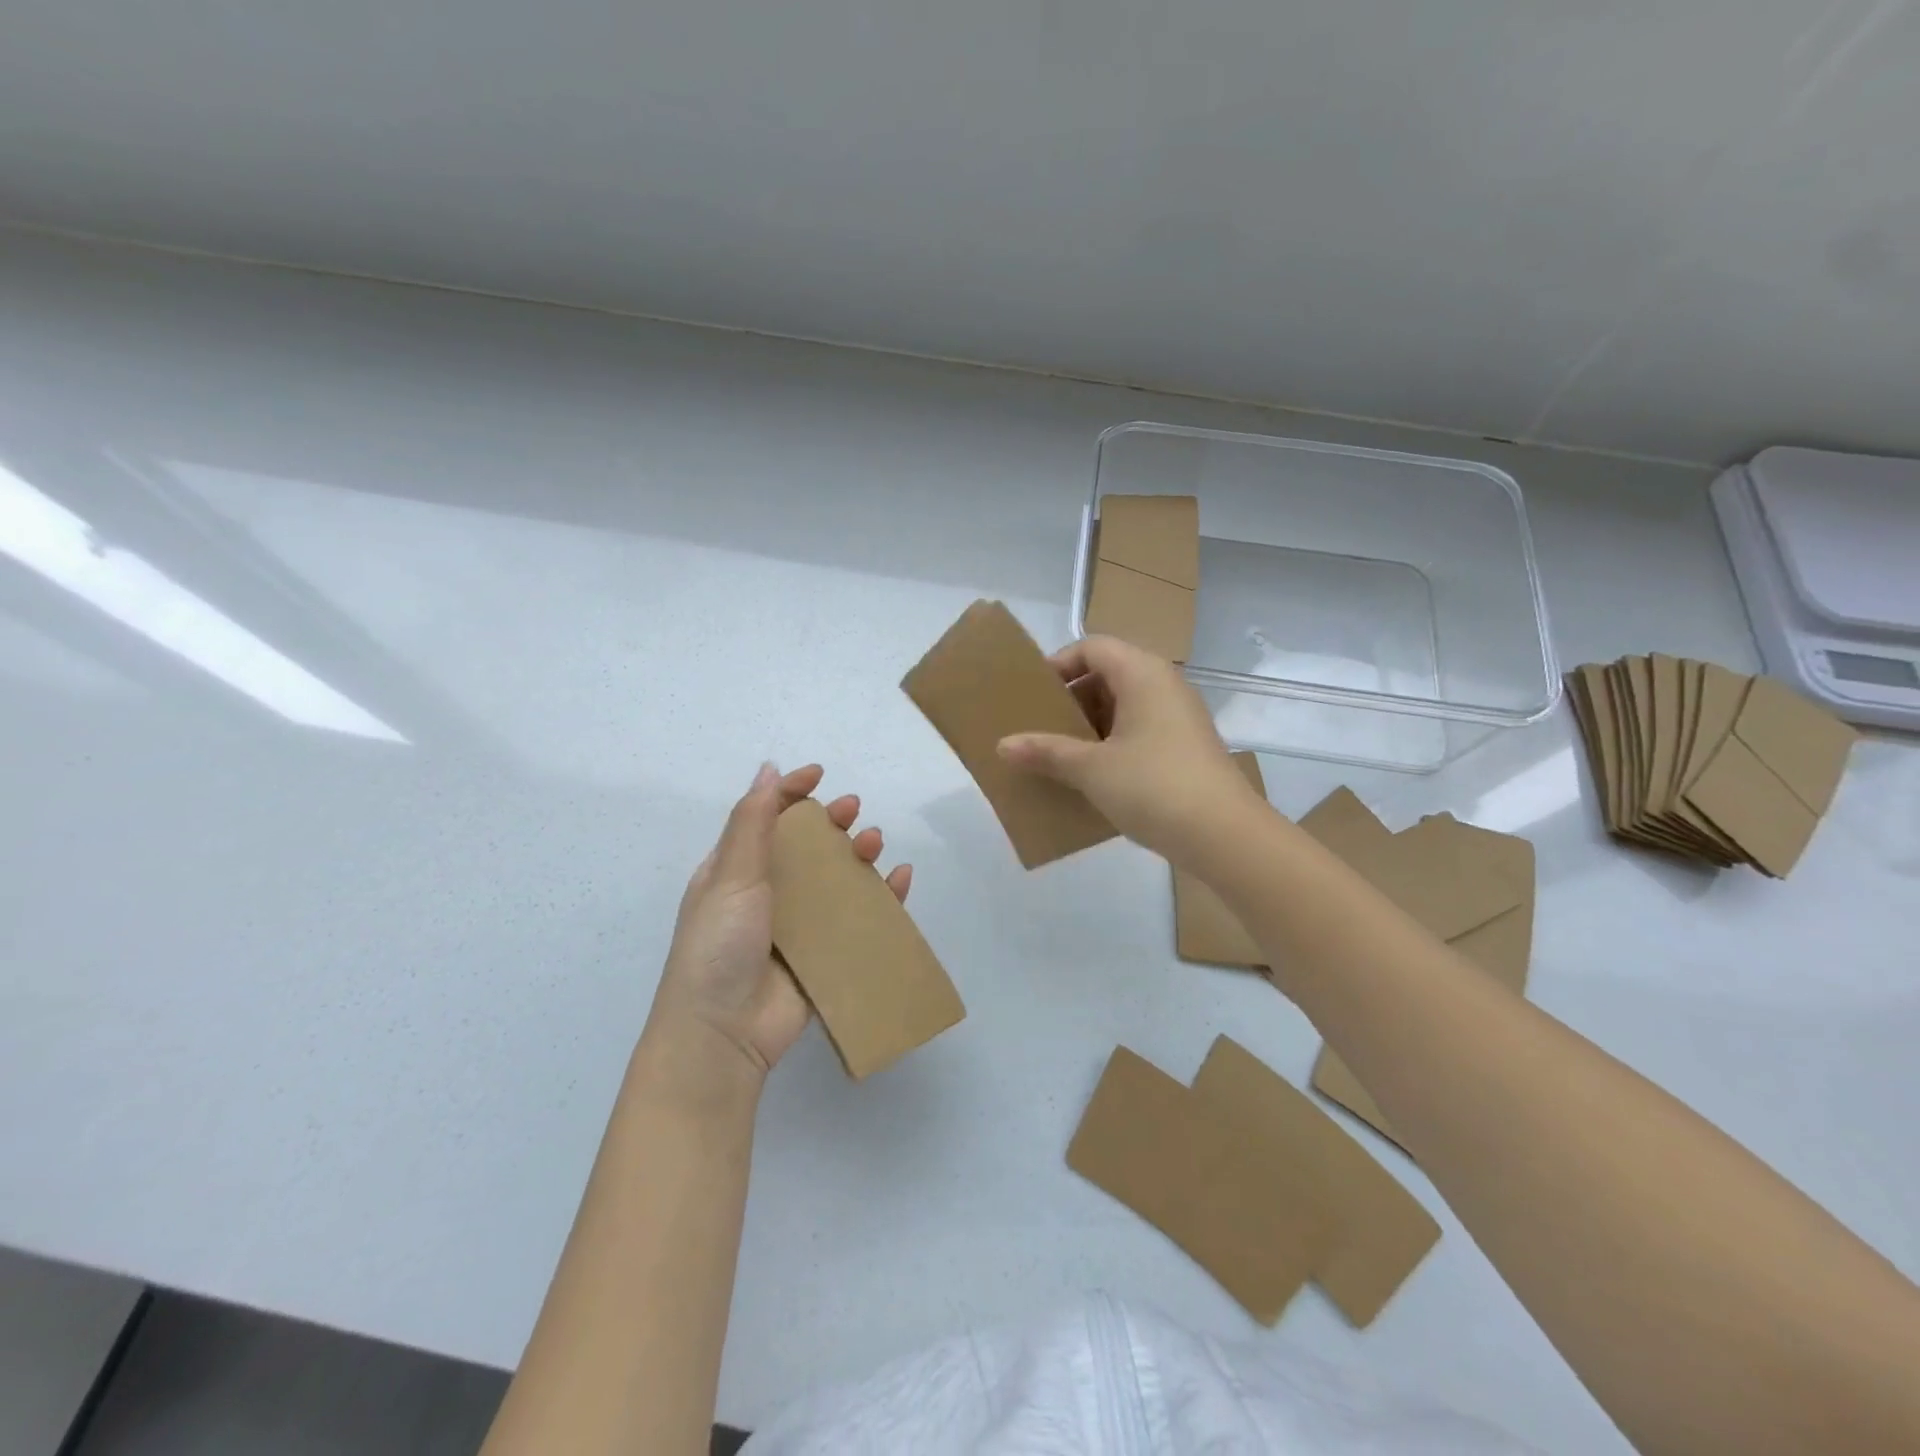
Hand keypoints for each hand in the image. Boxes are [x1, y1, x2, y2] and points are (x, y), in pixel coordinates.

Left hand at [644, 763, 911, 1088]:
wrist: (722, 1034)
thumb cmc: (718, 946)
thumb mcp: (730, 876)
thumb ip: (752, 823)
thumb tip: (769, 769)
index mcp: (736, 871)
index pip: (766, 818)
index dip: (792, 792)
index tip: (820, 775)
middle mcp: (766, 892)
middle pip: (806, 845)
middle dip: (831, 821)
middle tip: (852, 810)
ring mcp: (797, 925)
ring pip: (836, 878)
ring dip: (858, 854)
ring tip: (874, 843)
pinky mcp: (823, 953)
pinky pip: (858, 917)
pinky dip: (882, 896)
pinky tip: (899, 879)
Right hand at [996, 635, 1264, 866]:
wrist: (1224, 835)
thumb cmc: (1153, 786)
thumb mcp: (1091, 769)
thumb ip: (1046, 752)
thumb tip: (1003, 745)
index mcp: (1143, 674)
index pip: (1093, 647)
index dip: (1059, 665)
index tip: (1033, 697)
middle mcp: (1164, 686)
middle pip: (1108, 674)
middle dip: (1071, 699)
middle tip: (1041, 728)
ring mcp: (1179, 718)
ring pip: (1124, 706)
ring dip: (1090, 726)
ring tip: (1060, 754)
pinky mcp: (1185, 748)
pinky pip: (1140, 731)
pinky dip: (1112, 744)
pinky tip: (1093, 777)